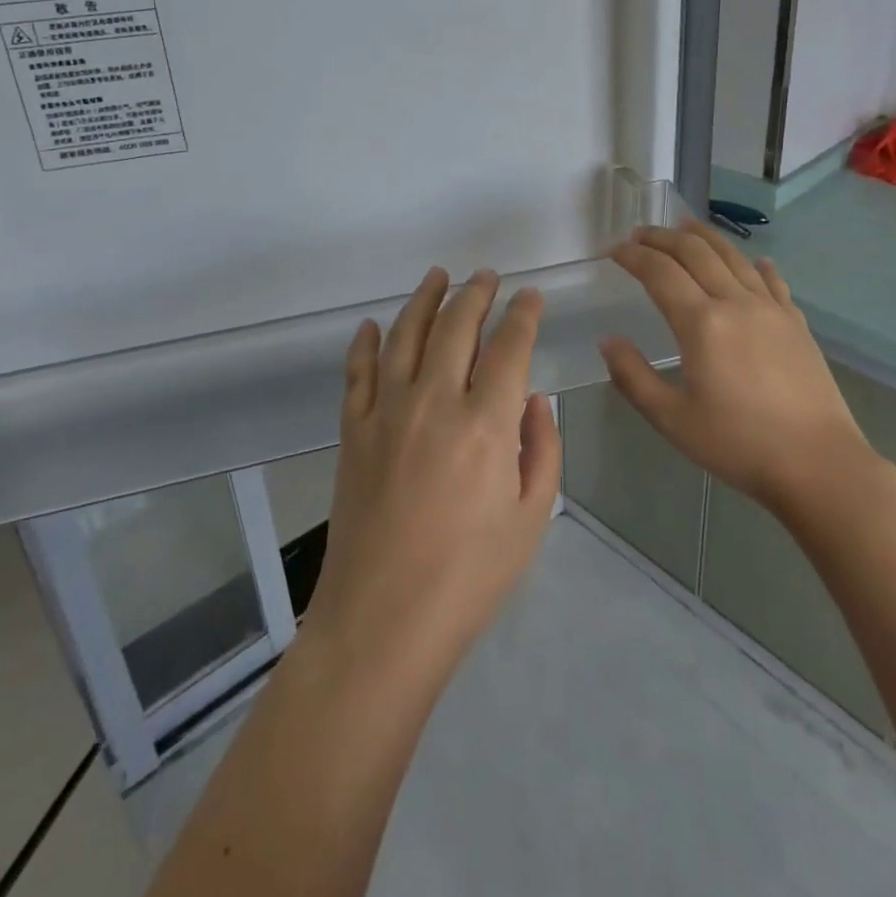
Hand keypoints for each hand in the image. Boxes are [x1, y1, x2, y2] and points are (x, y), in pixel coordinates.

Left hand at [301, 268, 561, 686]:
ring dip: (424, 299)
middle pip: (456, 326)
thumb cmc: (469, 576)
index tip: (530, 296)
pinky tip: (374, 325)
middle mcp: (435, 401)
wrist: (382, 620)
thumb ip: (542, 448)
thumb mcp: (531, 518)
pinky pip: (359, 371)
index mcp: (486, 423)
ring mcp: (387, 411)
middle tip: (487, 276)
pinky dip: (367, 342)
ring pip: (406, 334)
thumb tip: (532, 397)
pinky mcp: (353, 430)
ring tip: (438, 276)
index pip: (509, 346)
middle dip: (476, 294)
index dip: (523, 314)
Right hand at [599, 220, 873, 515]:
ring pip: (733, 256)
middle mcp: (736, 302)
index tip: (614, 250)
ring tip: (685, 226)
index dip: (633, 256)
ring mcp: (771, 309)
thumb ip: (633, 376)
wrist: (819, 464)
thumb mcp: (672, 419)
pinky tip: (755, 261)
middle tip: (640, 233)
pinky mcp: (796, 323)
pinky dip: (756, 265)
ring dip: (704, 237)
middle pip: (695, 252)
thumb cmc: (739, 444)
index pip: (660, 272)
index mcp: (701, 323)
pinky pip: (772, 281)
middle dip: (662, 237)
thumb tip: (608, 340)